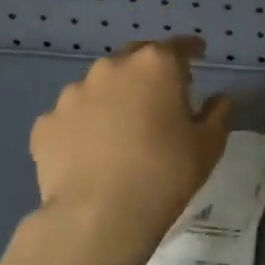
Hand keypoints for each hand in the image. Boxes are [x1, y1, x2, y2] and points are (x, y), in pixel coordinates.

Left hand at [28, 37, 231, 253]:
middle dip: (149, 70)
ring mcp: (73, 94)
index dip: (191, 50)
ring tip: (120, 129)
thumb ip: (216, 114)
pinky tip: (89, 152)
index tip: (199, 55)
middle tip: (160, 95)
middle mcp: (112, 68)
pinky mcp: (46, 124)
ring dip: (113, 97)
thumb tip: (218, 100)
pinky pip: (71, 117)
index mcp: (155, 65)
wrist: (98, 218)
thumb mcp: (208, 145)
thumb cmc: (165, 173)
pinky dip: (82, 126)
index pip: (179, 46)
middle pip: (135, 58)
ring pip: (99, 86)